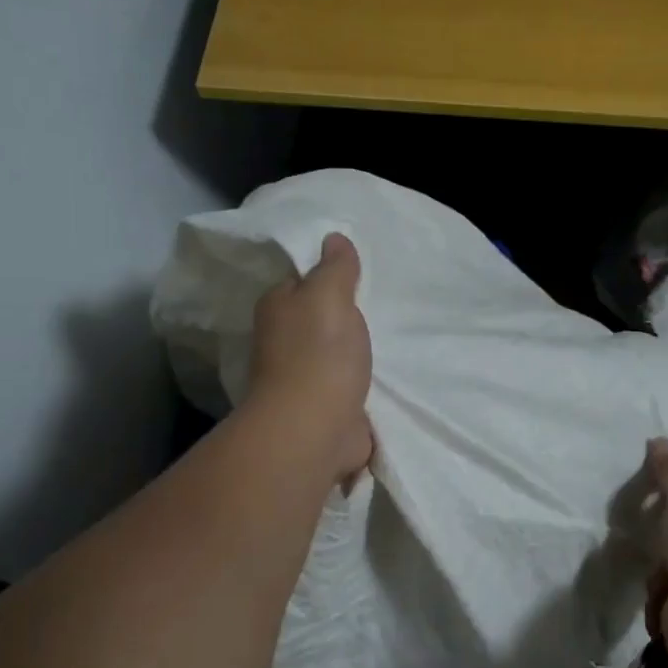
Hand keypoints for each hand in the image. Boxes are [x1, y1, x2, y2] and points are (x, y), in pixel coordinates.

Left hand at [248, 233, 373, 482]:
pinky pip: (349, 384)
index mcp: (278, 309)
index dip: (326, 276)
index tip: (358, 273)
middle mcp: (284, 342)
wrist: (316, 429)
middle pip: (318, 319)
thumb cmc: (319, 354)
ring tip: (389, 335)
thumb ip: (335, 267)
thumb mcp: (329, 295)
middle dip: (344, 315)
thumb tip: (333, 237)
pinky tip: (386, 372)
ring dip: (354, 350)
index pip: (300, 282)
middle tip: (382, 303)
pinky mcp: (326, 407)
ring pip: (334, 353)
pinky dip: (363, 380)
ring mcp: (303, 378)